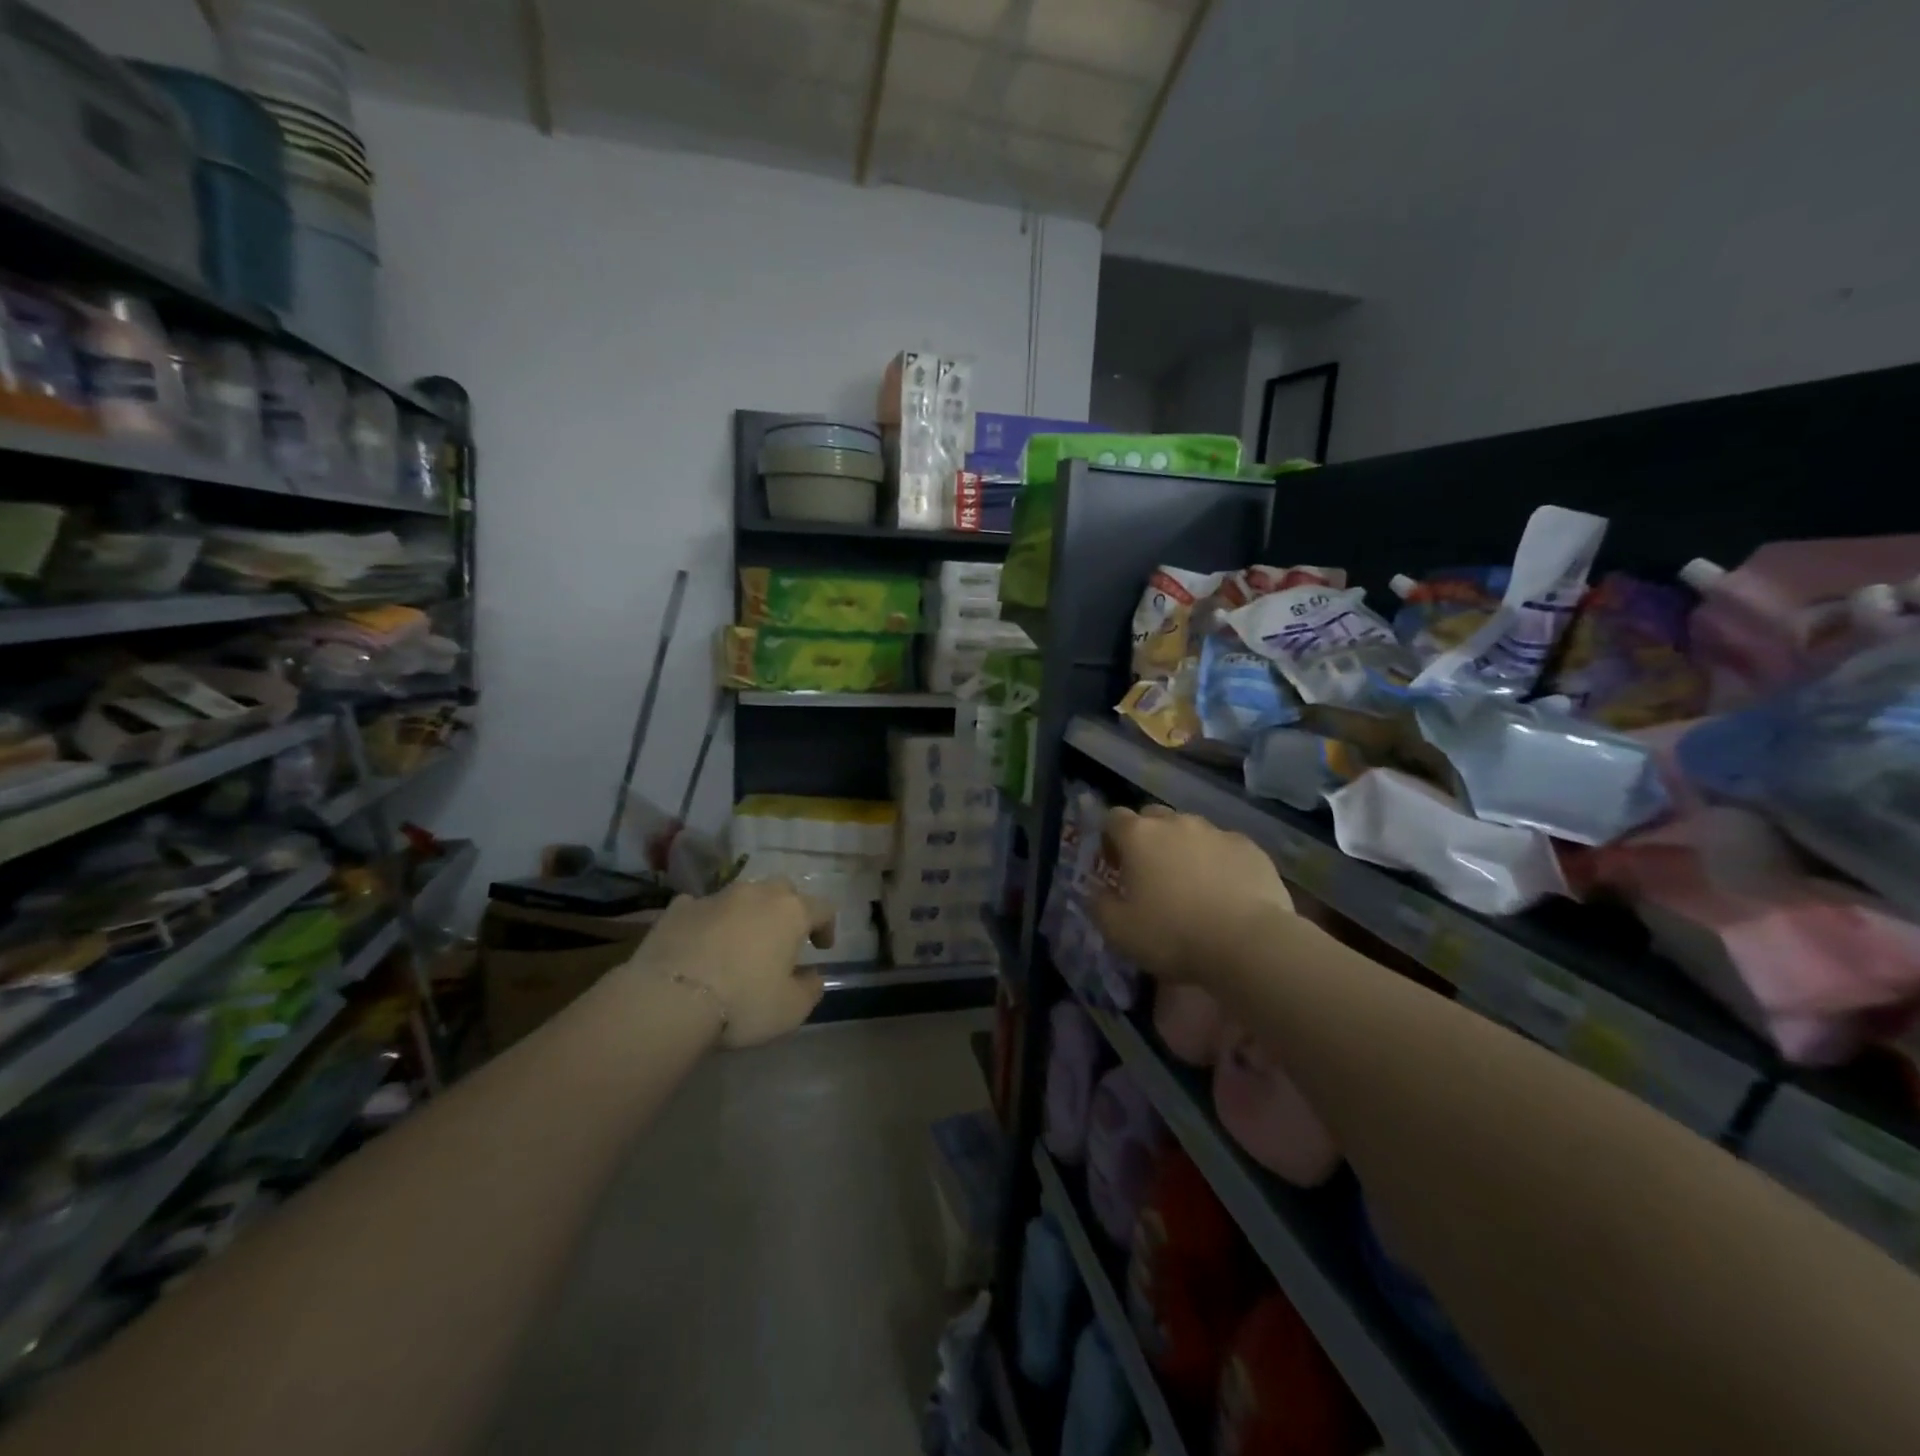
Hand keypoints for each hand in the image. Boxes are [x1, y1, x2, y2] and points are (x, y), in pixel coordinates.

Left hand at [627, 877, 832, 1048]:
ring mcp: (715, 897)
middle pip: (782, 890)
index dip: (826, 927)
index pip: (822, 908)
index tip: (822, 949)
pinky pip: (701, 907)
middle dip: (786, 910)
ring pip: (741, 896)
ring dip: (746, 914)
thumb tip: (812, 976)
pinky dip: (707, 921)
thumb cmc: (742, 1002)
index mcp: (790, 912)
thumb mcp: (791, 1009)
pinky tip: (699, 943)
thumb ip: (810, 989)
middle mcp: (756, 894)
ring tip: (738, 942)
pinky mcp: (678, 908)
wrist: (669, 998)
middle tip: (782, 938)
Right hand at [1091, 805, 1291, 986]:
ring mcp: (1216, 831)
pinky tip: (1225, 892)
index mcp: (1139, 835)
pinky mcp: (1250, 847)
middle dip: (1147, 838)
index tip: (1115, 867)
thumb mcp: (1118, 930)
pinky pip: (1225, 847)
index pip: (1113, 818)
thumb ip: (1099, 904)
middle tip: (1151, 874)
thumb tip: (1097, 891)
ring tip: (1192, 885)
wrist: (1248, 943)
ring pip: (1191, 830)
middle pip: (1153, 817)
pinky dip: (1219, 861)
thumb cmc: (1173, 934)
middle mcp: (1176, 823)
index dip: (1109, 839)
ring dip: (1184, 849)